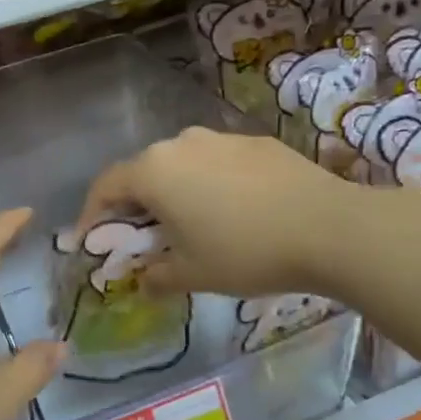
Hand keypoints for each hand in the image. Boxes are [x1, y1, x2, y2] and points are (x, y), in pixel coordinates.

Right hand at [76, 128, 349, 297]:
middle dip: (136, 204)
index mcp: (153, 171)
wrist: (330, 227)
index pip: (105, 186)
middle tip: (143, 236)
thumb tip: (143, 282)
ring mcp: (220, 138)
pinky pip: (218, 162)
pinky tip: (235, 210)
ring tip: (192, 222)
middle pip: (143, 172)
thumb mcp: (192, 274)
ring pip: (182, 164)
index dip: (92, 214)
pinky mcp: (255, 141)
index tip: (90, 239)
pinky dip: (212, 183)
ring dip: (175, 191)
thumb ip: (156, 277)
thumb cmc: (245, 252)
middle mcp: (180, 144)